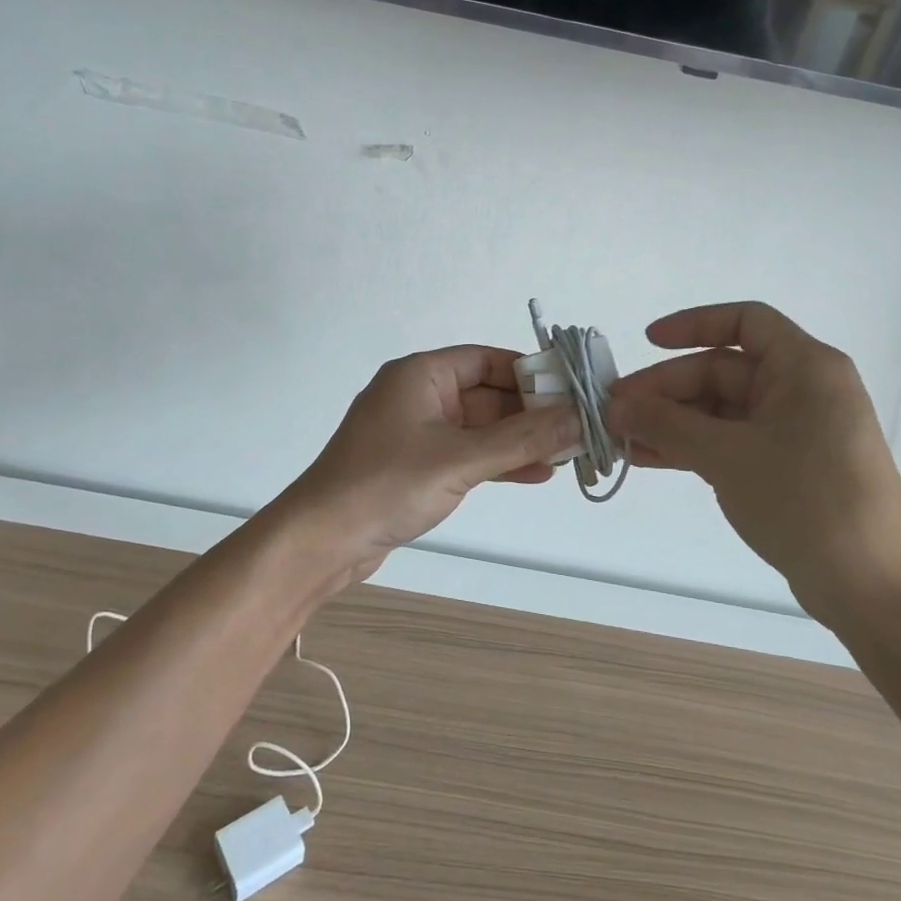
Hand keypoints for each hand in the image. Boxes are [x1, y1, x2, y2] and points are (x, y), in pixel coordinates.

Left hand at [277, 347, 580, 589]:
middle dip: (532, 412)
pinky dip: (499, 461)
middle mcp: (420, 396)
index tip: (571, 391)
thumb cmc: (387, 484)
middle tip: (579, 429)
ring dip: (520, 440)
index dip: (530, 372)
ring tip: (567, 454)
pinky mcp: (417, 466)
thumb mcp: (460, 459)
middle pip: (488, 394)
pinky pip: (468, 454)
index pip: (487, 359)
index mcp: (421, 375)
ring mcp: (418, 432)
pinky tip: (536, 473)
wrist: (322, 541)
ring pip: (481, 428)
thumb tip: (579, 418)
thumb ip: (523, 439)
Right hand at [606, 303, 900, 628]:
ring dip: (672, 423)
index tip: (646, 342)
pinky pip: (730, 442)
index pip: (745, 321)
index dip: (693, 324)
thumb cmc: (805, 500)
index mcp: (804, 367)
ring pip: (721, 411)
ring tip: (621, 439)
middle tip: (615, 412)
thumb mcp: (728, 456)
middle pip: (723, 371)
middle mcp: (802, 390)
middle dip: (666, 390)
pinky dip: (692, 447)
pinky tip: (649, 459)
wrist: (873, 588)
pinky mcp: (787, 468)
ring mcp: (795, 431)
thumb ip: (667, 425)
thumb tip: (617, 408)